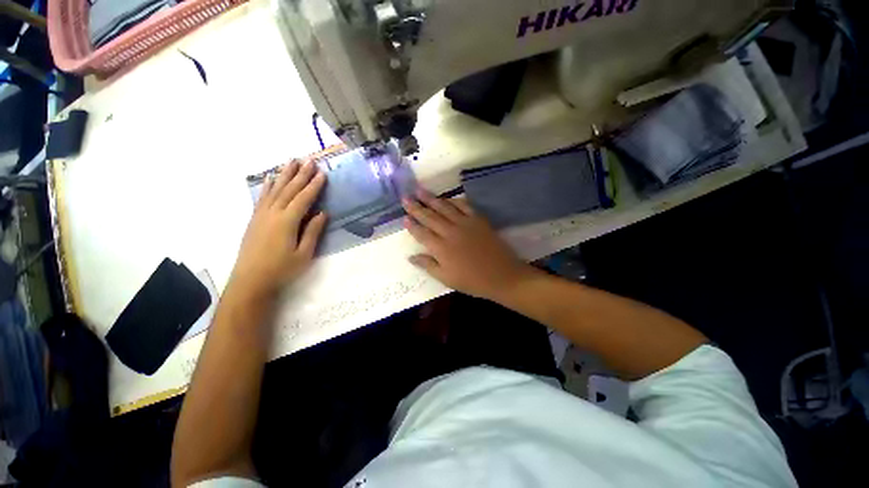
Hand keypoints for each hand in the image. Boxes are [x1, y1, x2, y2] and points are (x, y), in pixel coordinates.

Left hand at [228, 159, 326, 300]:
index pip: (303, 198)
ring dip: (284, 175)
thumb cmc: (281, 269)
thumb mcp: (304, 254)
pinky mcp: (254, 219)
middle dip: (300, 174)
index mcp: (287, 221)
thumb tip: (322, 213)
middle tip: (309, 160)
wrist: (250, 280)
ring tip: (292, 162)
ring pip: (275, 190)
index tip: (322, 173)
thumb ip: (313, 232)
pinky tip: (270, 178)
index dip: (314, 186)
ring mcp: (261, 214)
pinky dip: (267, 186)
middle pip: (289, 189)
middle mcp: (273, 213)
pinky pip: (262, 197)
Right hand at [403, 190, 533, 300]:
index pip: (421, 233)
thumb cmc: (472, 281)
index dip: (412, 225)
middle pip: (430, 217)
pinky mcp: (478, 220)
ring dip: (431, 199)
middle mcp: (450, 232)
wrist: (502, 275)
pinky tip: (447, 198)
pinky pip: (464, 206)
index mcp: (441, 248)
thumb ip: (428, 265)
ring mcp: (465, 224)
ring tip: (420, 190)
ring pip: (444, 208)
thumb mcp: (446, 278)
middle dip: (416, 207)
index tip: (404, 217)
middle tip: (405, 197)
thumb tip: (410, 257)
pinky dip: (454, 200)